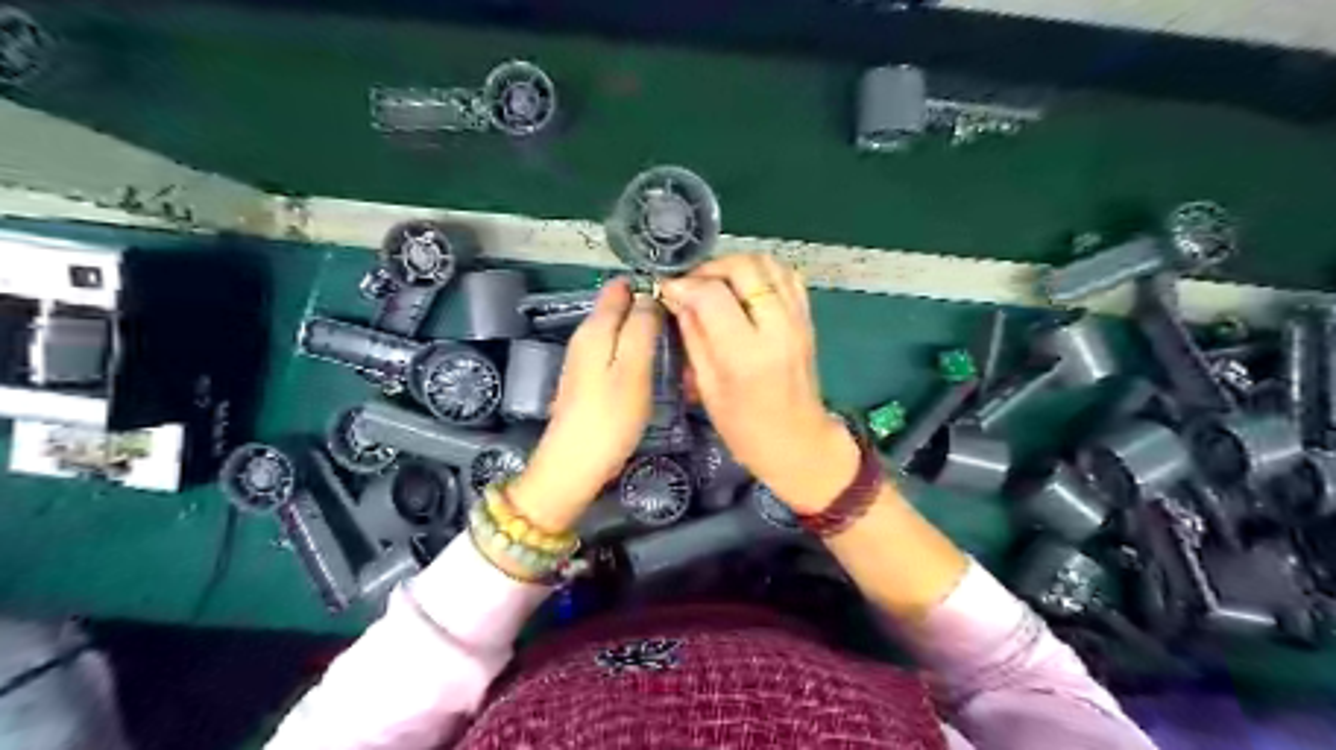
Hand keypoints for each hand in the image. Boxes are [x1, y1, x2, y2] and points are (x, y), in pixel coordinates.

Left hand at [508, 278, 660, 531]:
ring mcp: (585, 359)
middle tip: (685, 322)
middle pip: (619, 308)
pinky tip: (652, 365)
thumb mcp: (634, 368)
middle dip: (648, 307)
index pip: (620, 287)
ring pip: (618, 330)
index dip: (648, 285)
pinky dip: (635, 351)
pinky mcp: (588, 380)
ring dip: (643, 330)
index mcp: (596, 327)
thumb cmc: (609, 417)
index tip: (680, 296)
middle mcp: (585, 336)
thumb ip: (642, 327)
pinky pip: (615, 351)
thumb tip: (651, 294)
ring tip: (675, 340)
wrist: (574, 465)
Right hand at [655, 256, 855, 513]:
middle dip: (710, 268)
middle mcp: (777, 327)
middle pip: (744, 267)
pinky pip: (786, 275)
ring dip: (736, 265)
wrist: (798, 441)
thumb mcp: (707, 386)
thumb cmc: (745, 427)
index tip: (668, 289)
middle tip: (691, 284)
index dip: (685, 285)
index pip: (712, 294)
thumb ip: (693, 335)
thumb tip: (676, 296)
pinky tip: (744, 289)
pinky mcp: (807, 317)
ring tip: (715, 284)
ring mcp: (797, 319)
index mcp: (746, 353)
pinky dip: (761, 272)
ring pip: (767, 263)